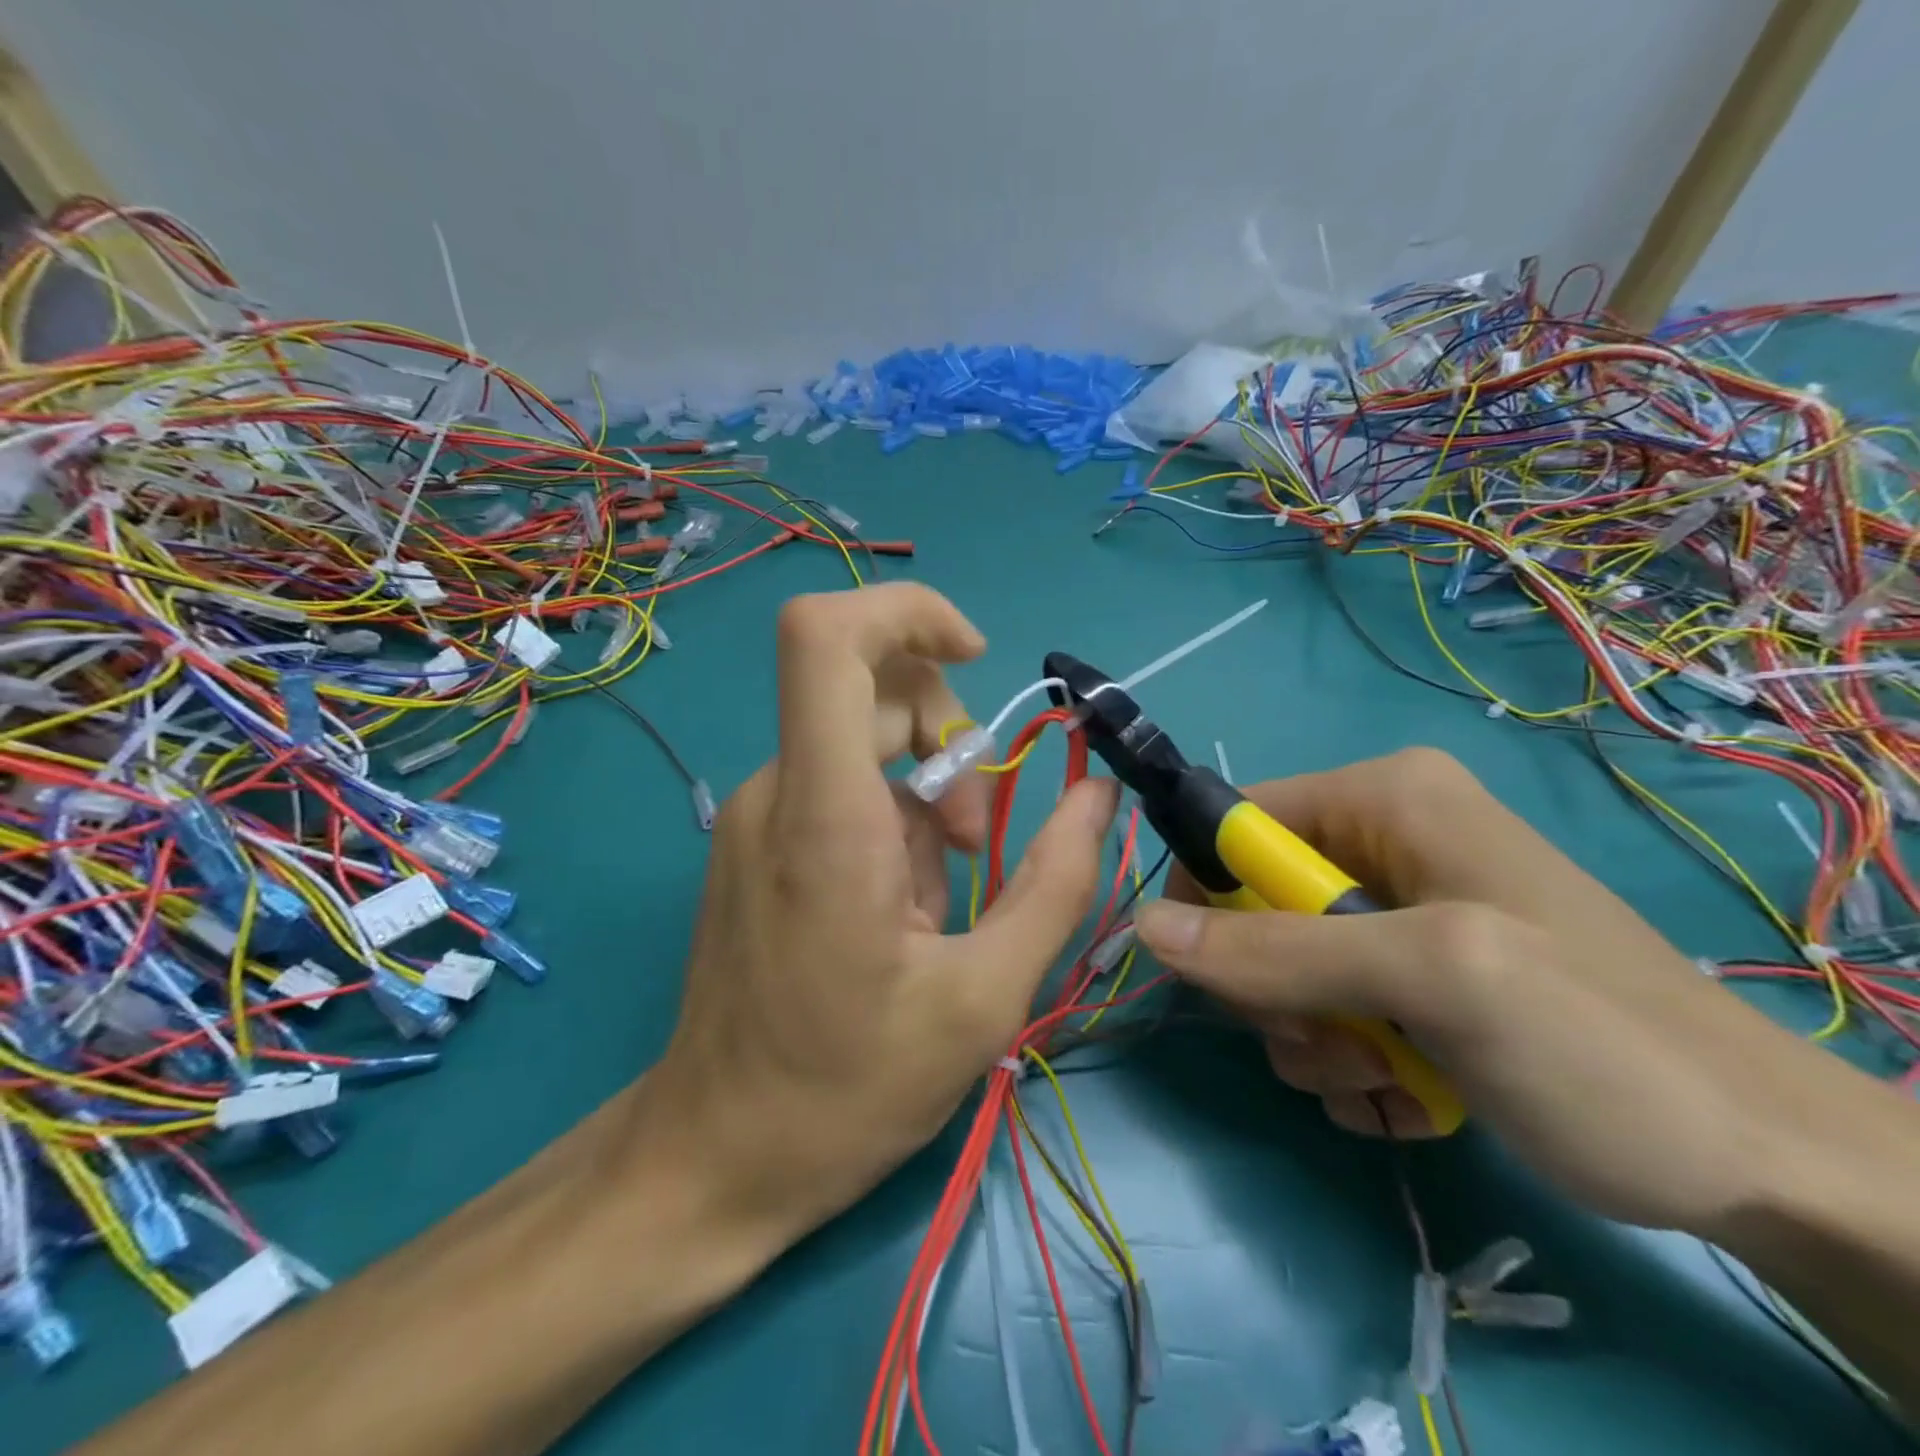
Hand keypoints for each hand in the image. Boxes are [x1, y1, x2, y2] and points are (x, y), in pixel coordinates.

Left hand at [645, 584, 1117, 1244]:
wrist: (715, 1155)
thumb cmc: (846, 1089)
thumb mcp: (983, 997)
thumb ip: (1056, 884)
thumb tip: (1098, 795)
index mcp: (825, 814)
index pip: (826, 637)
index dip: (906, 613)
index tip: (973, 656)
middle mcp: (777, 791)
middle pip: (873, 693)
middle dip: (950, 749)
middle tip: (974, 848)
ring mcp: (757, 813)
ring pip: (866, 747)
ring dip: (927, 801)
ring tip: (936, 904)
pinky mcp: (756, 839)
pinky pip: (840, 788)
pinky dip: (891, 822)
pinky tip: (897, 910)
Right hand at [1134, 747, 1876, 1236]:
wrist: (1766, 1163)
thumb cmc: (1599, 1043)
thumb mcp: (1434, 981)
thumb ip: (1280, 951)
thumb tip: (1144, 928)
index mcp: (1383, 797)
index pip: (1233, 824)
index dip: (1211, 898)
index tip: (1231, 982)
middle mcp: (1383, 838)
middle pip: (1254, 904)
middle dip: (1276, 990)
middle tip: (1336, 1045)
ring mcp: (1398, 909)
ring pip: (1283, 967)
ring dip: (1311, 1039)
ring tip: (1383, 1081)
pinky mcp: (1412, 972)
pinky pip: (1326, 1005)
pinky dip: (1347, 1062)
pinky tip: (1405, 1098)